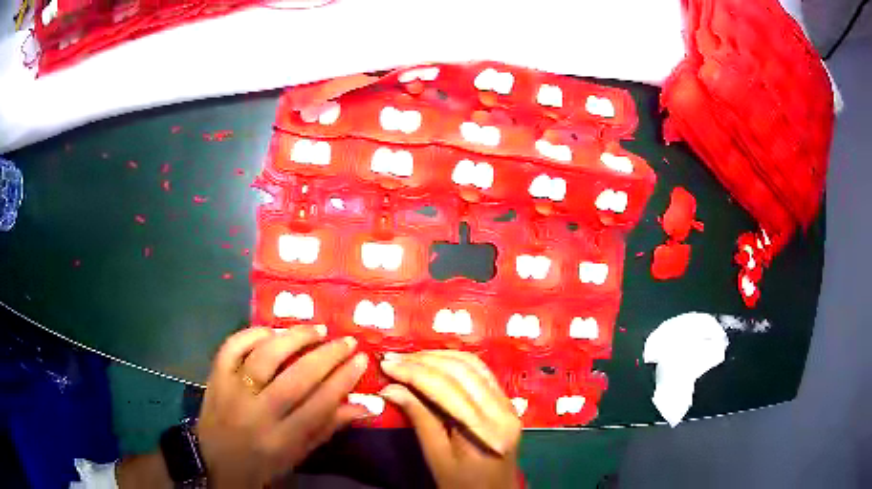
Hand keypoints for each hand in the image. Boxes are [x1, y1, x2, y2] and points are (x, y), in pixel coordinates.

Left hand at [195, 326, 369, 487]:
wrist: (214, 463)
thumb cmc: (262, 464)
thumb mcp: (297, 455)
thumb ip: (327, 428)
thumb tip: (364, 405)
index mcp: (280, 439)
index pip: (319, 405)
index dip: (343, 380)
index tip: (361, 360)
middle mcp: (256, 413)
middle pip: (296, 378)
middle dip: (327, 355)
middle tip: (346, 340)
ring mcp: (231, 391)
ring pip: (265, 357)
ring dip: (294, 338)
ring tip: (316, 329)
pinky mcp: (214, 377)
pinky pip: (232, 347)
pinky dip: (253, 333)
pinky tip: (272, 331)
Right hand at [379, 351, 522, 488]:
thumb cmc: (462, 484)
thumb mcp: (437, 457)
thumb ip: (419, 419)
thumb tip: (391, 388)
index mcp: (487, 430)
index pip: (448, 389)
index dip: (414, 373)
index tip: (386, 364)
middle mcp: (504, 410)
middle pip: (462, 371)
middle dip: (423, 361)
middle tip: (392, 359)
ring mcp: (508, 403)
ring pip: (473, 365)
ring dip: (438, 356)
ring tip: (408, 359)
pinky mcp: (505, 401)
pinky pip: (480, 372)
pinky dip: (455, 362)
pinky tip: (433, 362)